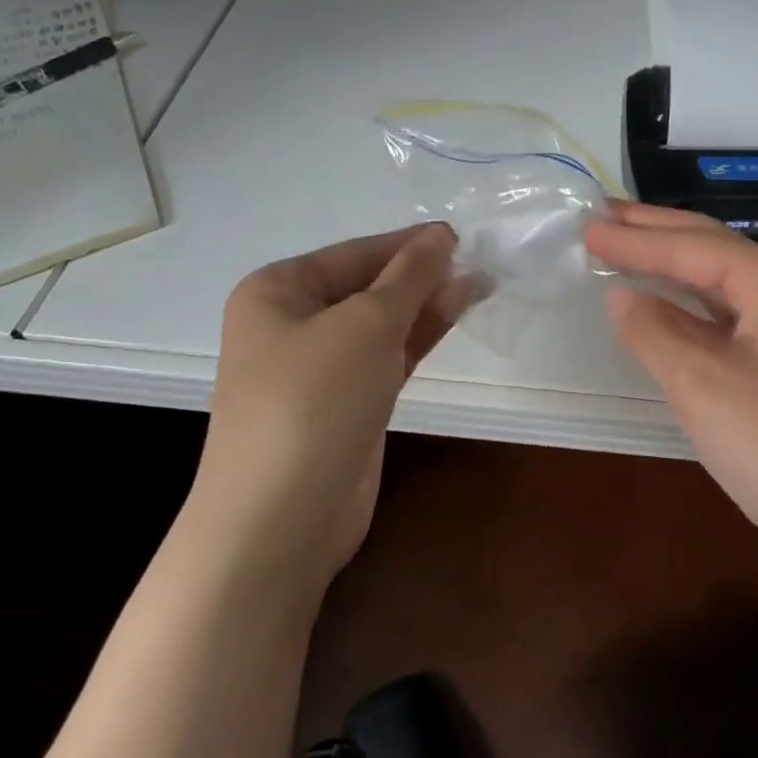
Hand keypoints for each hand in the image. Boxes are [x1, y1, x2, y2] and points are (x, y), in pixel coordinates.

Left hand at [191, 223, 463, 597]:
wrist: (280, 522)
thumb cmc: (313, 401)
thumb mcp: (366, 325)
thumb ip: (409, 277)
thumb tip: (442, 236)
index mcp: (277, 292)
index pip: (355, 253)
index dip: (408, 244)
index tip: (462, 237)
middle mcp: (292, 324)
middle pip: (368, 286)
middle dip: (421, 275)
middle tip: (478, 262)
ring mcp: (319, 369)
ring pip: (382, 323)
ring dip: (426, 304)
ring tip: (480, 284)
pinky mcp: (346, 405)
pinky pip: (387, 357)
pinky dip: (420, 337)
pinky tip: (455, 316)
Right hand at [583, 202, 757, 605]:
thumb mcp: (701, 383)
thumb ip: (654, 331)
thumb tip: (621, 295)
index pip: (689, 247)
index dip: (633, 237)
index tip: (585, 224)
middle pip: (710, 249)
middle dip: (654, 232)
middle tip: (603, 215)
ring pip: (720, 283)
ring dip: (671, 267)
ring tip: (624, 249)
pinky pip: (728, 318)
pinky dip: (690, 309)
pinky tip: (665, 310)